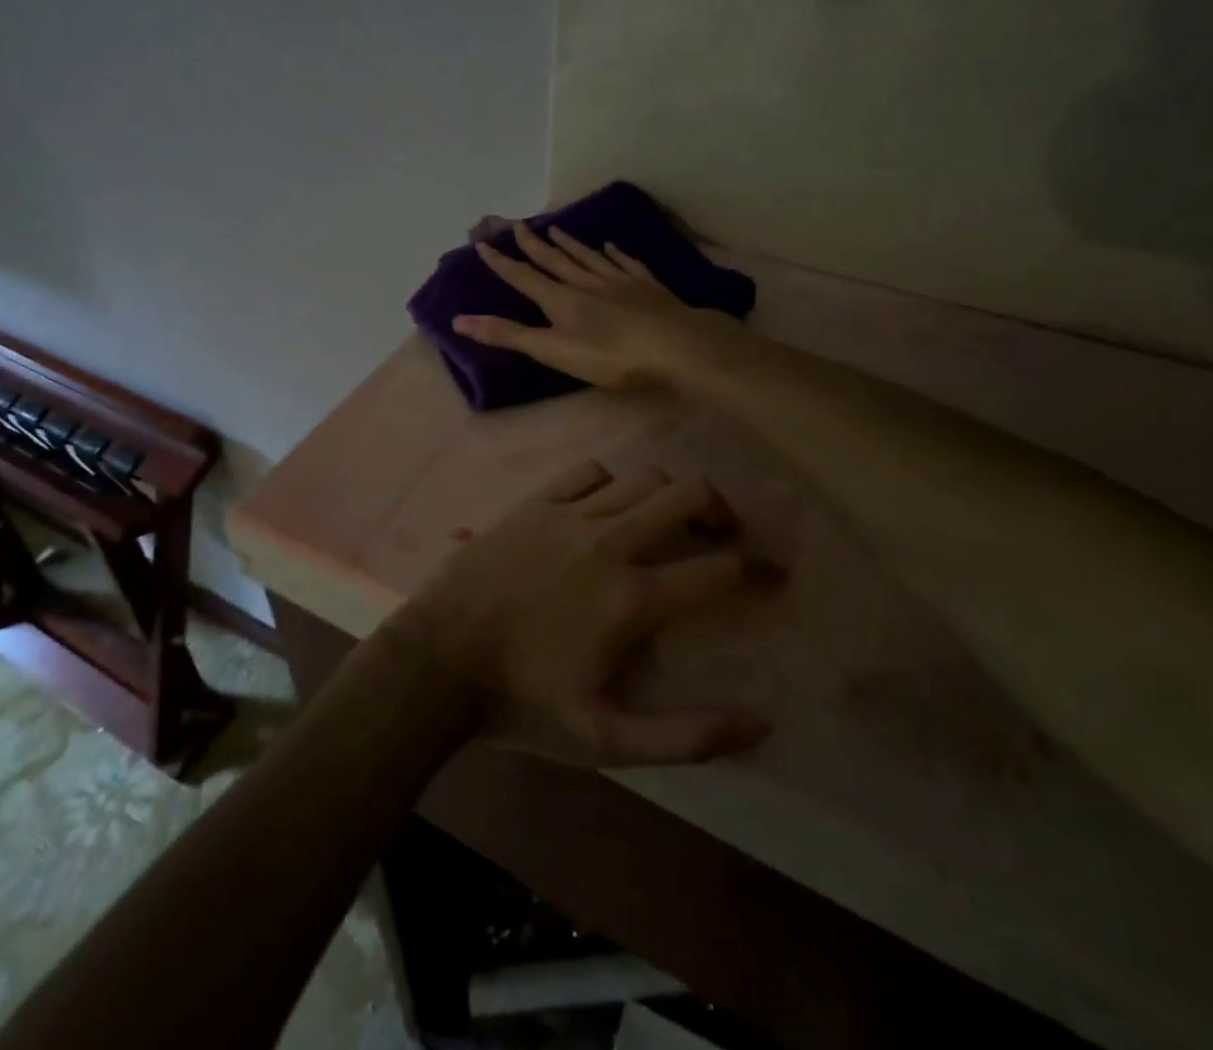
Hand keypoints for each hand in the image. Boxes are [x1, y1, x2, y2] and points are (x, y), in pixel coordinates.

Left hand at [383, 460, 781, 766]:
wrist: (437, 661)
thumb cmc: (520, 703)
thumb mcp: (605, 739)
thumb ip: (686, 736)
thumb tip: (761, 722)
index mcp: (631, 598)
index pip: (717, 571)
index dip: (758, 570)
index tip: (775, 574)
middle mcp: (608, 542)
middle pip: (685, 495)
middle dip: (719, 509)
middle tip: (724, 534)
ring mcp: (567, 516)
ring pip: (640, 478)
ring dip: (666, 495)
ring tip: (668, 521)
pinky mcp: (533, 504)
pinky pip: (588, 473)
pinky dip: (610, 484)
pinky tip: (606, 507)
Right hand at [453, 221, 737, 390]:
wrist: (675, 345)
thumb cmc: (610, 355)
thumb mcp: (553, 350)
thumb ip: (509, 335)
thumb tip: (459, 320)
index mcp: (560, 300)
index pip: (524, 277)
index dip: (502, 263)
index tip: (484, 244)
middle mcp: (585, 282)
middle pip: (555, 260)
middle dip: (534, 245)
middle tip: (518, 225)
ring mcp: (618, 281)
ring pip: (587, 257)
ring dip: (569, 244)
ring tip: (556, 228)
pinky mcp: (646, 286)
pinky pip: (624, 263)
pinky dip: (614, 253)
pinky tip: (610, 246)